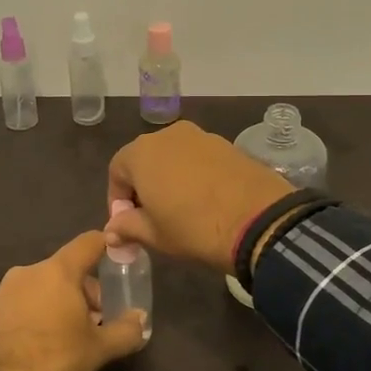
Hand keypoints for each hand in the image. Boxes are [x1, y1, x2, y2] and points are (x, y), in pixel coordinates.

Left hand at [0, 230, 147, 370]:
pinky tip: (39, 341)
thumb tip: (141, 319)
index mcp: (58, 271)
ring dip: (58, 301)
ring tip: (67, 333)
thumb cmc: (55, 359)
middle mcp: (29, 271)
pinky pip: (20, 302)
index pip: (88, 242)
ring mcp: (3, 290)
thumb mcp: (99, 349)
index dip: (107, 246)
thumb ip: (126, 330)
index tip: (119, 258)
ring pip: (42, 285)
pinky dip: (35, 312)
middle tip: (96, 318)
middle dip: (84, 289)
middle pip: (66, 269)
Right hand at [107, 121, 289, 273]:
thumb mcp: (155, 235)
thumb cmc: (194, 228)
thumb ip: (128, 227)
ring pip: (174, 157)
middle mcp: (168, 135)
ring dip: (170, 179)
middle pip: (145, 159)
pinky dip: (195, 175)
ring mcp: (201, 136)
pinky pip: (199, 158)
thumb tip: (111, 230)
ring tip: (180, 210)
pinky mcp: (228, 144)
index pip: (117, 171)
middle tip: (152, 218)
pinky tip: (206, 200)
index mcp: (142, 152)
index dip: (117, 199)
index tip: (127, 224)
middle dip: (143, 187)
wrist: (259, 220)